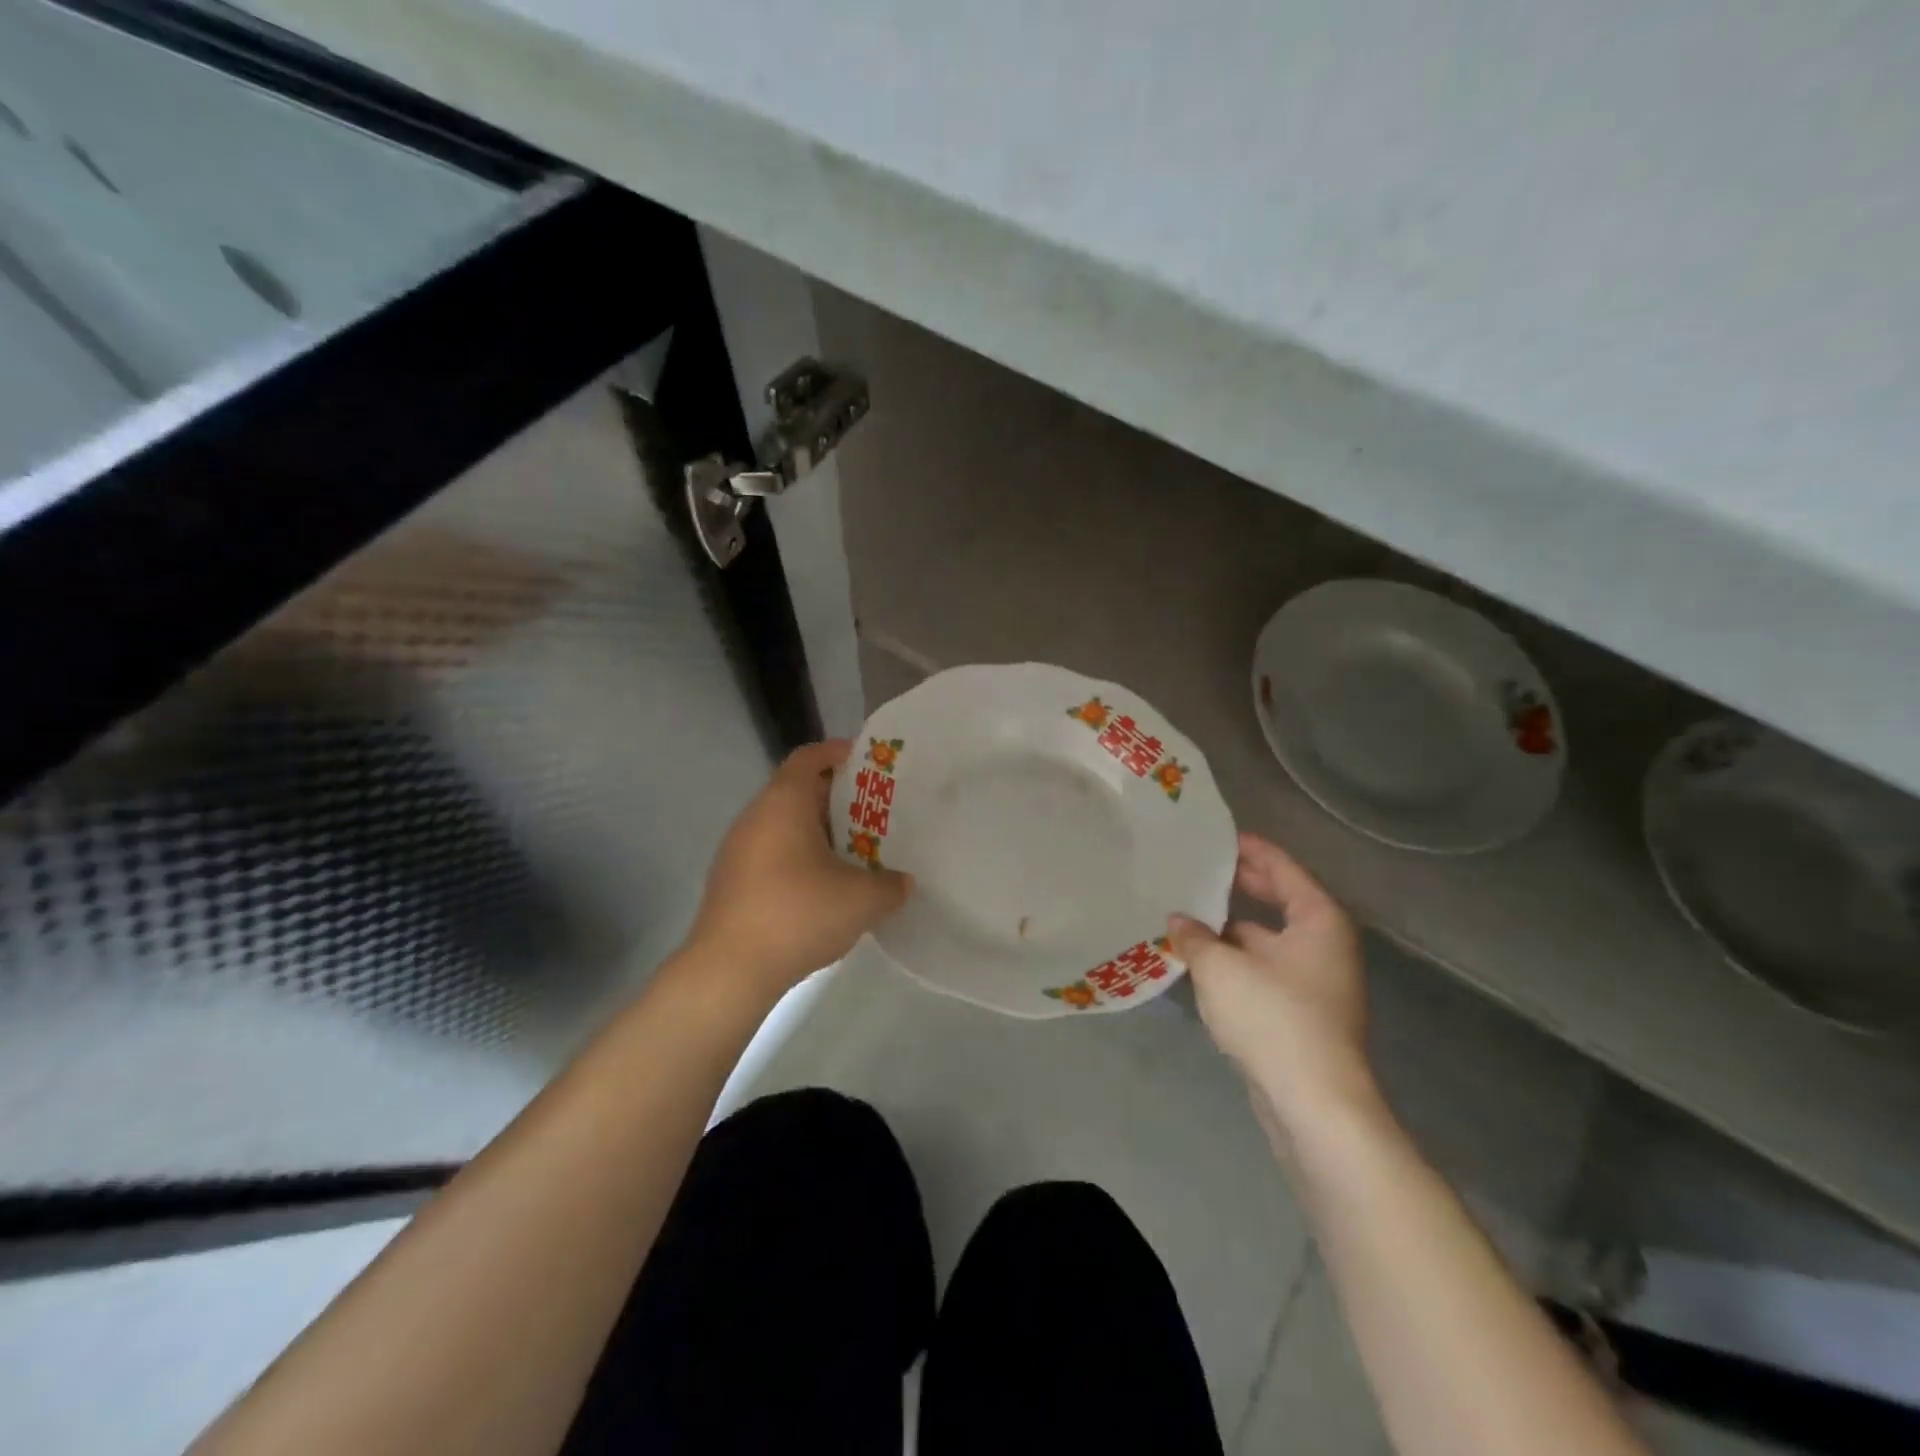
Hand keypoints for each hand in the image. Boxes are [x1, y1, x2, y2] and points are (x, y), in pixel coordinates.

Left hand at [685, 740, 912, 998]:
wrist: (729, 970)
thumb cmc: (798, 914)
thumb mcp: (862, 900)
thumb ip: (891, 885)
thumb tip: (903, 883)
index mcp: (784, 803)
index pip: (810, 757)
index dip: (839, 753)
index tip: (869, 764)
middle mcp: (756, 816)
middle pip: (798, 790)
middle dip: (837, 799)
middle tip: (874, 814)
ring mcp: (737, 850)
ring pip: (784, 825)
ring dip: (818, 832)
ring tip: (855, 852)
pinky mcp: (731, 881)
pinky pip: (771, 853)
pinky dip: (798, 858)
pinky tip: (822, 888)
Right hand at [1167, 833, 1375, 1139]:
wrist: (1314, 1103)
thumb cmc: (1273, 1017)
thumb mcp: (1221, 967)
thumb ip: (1194, 936)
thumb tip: (1178, 921)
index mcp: (1317, 919)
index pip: (1281, 867)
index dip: (1248, 849)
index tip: (1215, 836)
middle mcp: (1323, 944)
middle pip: (1277, 900)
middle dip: (1237, 886)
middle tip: (1194, 869)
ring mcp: (1315, 981)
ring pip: (1266, 938)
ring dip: (1229, 928)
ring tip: (1185, 913)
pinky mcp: (1301, 1013)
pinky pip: (1263, 969)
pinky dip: (1235, 959)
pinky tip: (1199, 960)